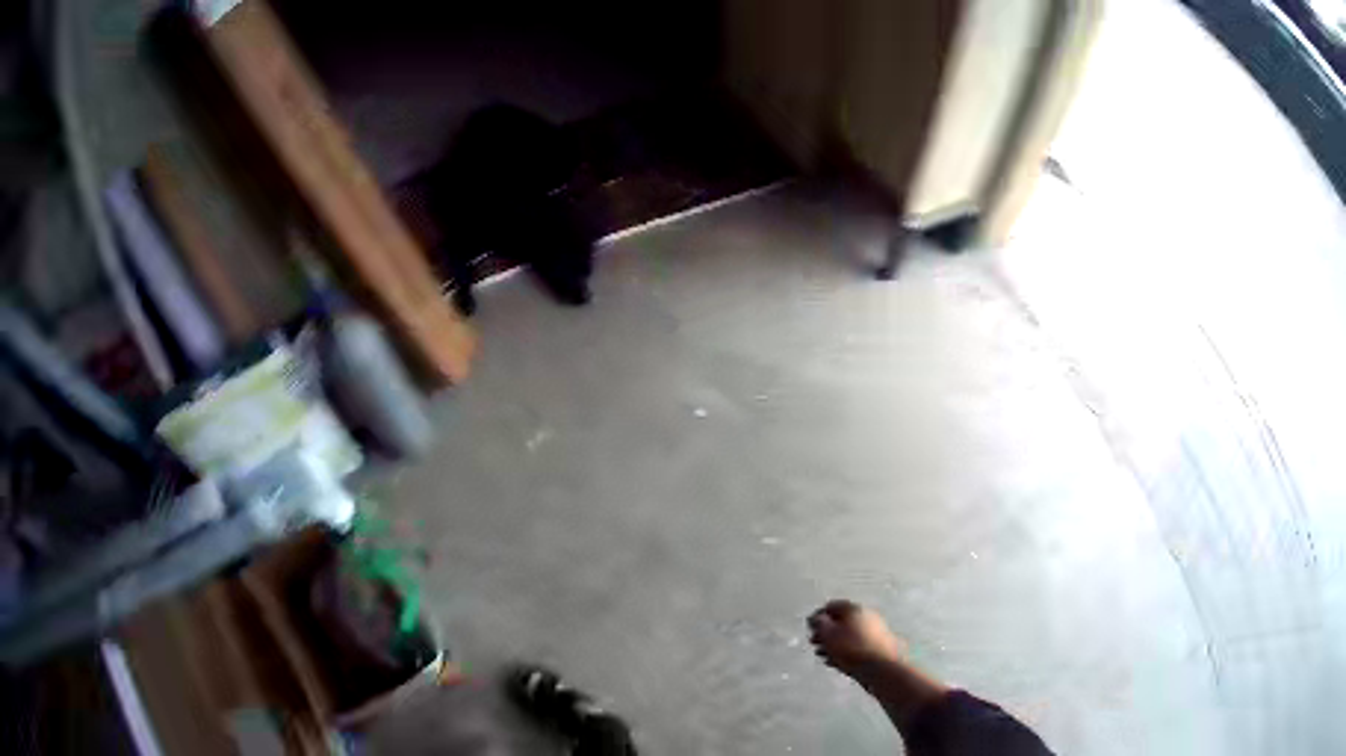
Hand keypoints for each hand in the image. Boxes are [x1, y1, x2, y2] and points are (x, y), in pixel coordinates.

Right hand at [807, 599, 905, 678]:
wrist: (881, 667)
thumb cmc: (851, 648)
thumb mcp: (828, 634)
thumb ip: (819, 624)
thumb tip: (816, 618)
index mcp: (854, 609)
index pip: (831, 606)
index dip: (818, 616)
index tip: (809, 629)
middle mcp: (865, 616)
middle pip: (841, 620)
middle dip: (826, 632)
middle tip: (814, 643)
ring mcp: (873, 631)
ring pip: (848, 634)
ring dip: (834, 643)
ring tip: (822, 655)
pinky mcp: (877, 646)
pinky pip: (856, 645)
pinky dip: (844, 651)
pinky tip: (835, 662)